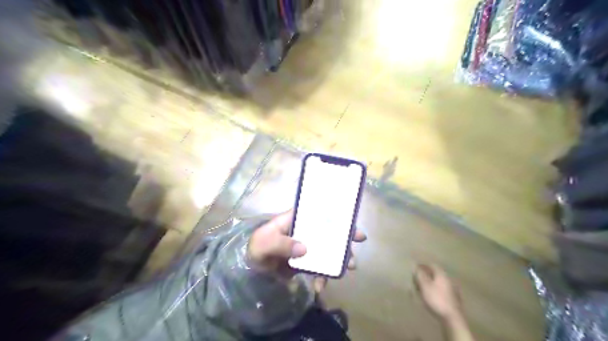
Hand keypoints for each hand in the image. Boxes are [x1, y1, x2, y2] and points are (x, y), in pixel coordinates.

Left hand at [246, 211, 365, 292]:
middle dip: (345, 237)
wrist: (251, 270)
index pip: (318, 213)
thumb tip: (305, 249)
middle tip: (359, 242)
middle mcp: (305, 231)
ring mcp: (307, 247)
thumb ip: (282, 243)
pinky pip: (319, 268)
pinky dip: (323, 277)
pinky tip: (320, 287)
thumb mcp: (264, 242)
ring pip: (328, 249)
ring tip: (349, 267)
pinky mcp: (306, 262)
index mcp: (296, 219)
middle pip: (329, 231)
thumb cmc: (257, 247)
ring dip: (340, 258)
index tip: (352, 225)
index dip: (337, 216)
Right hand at [416, 264, 463, 322]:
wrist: (452, 317)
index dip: (423, 265)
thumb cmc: (436, 299)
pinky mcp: (453, 298)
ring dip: (430, 282)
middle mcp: (448, 279)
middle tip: (417, 278)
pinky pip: (441, 289)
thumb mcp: (424, 286)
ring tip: (421, 288)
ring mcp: (452, 288)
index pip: (431, 265)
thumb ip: (420, 275)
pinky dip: (435, 289)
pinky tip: (430, 295)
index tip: (415, 268)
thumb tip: (416, 266)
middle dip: (426, 274)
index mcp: (441, 274)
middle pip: (435, 273)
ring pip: (438, 282)